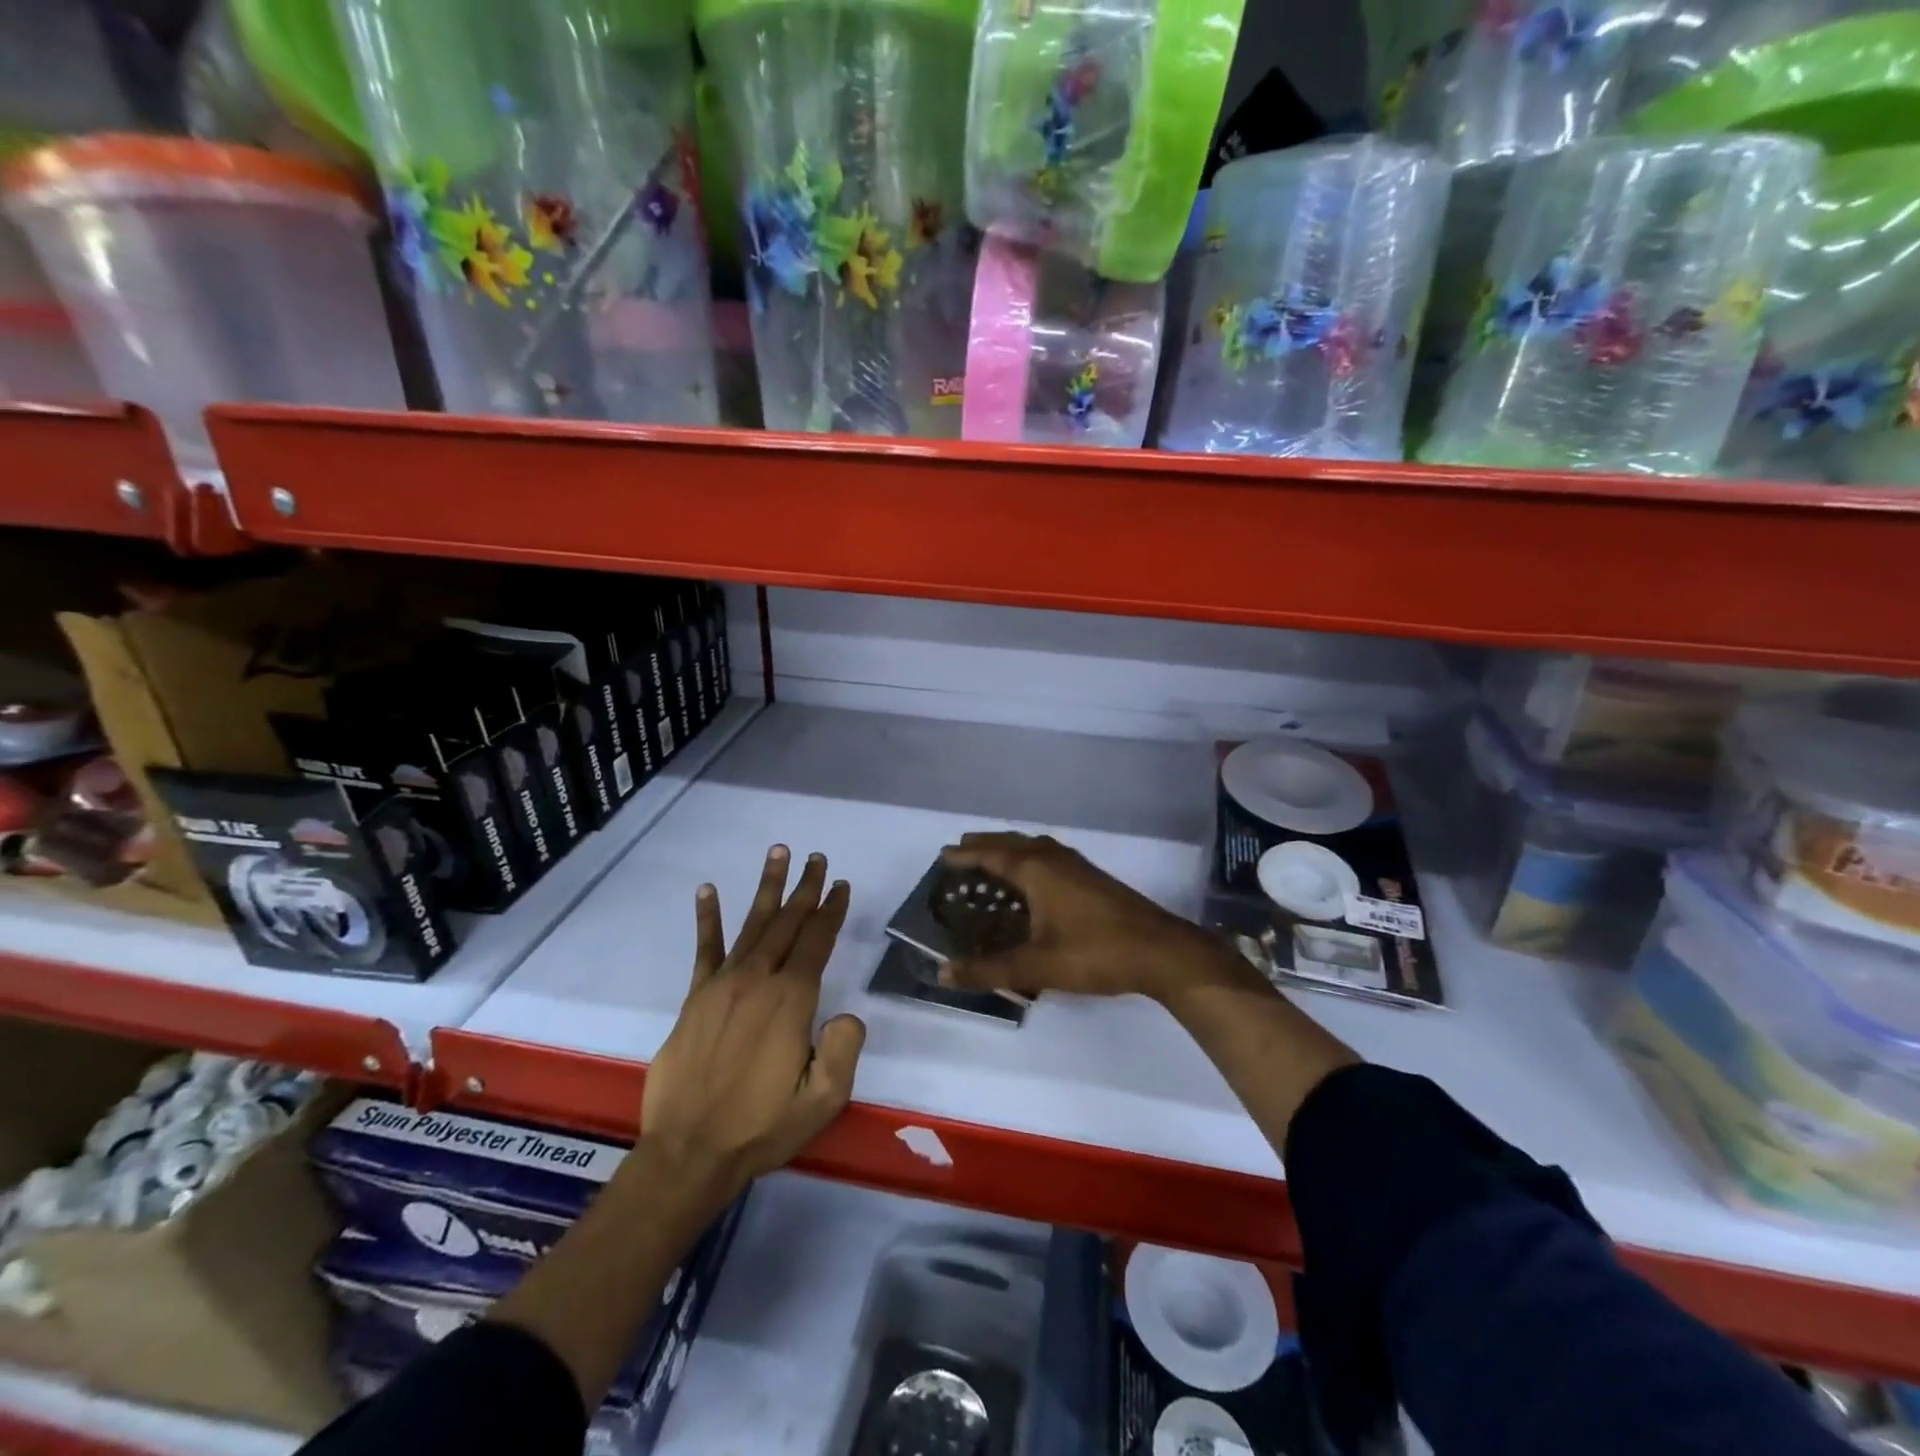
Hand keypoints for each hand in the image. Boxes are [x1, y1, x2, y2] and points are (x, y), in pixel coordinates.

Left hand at [640, 846, 865, 1201]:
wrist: (688, 1153)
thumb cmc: (761, 1127)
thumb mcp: (822, 1100)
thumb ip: (844, 1051)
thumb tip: (847, 1015)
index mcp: (791, 1000)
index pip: (817, 942)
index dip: (832, 911)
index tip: (842, 886)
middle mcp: (758, 980)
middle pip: (787, 923)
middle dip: (806, 889)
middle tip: (817, 859)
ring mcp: (722, 985)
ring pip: (752, 924)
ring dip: (767, 888)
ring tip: (778, 853)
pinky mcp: (695, 998)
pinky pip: (705, 949)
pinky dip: (708, 918)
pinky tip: (707, 890)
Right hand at [935, 832, 1251, 1006]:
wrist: (1161, 951)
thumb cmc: (1095, 952)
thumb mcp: (1037, 966)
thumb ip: (989, 970)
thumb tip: (943, 974)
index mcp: (1037, 870)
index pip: (991, 854)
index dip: (965, 855)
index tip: (943, 856)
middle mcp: (1054, 858)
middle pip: (1011, 843)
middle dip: (984, 845)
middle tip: (960, 852)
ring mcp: (1077, 865)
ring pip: (1033, 847)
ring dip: (1009, 849)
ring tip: (990, 861)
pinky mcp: (1092, 877)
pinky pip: (1049, 856)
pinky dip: (1029, 858)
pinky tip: (1033, 879)